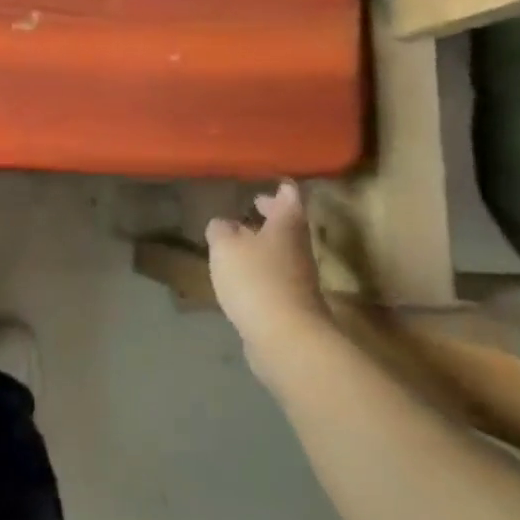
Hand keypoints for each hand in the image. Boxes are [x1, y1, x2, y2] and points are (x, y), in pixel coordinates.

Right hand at [206, 182, 328, 354]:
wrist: (285, 338)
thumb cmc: (256, 280)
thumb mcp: (225, 246)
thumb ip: (221, 230)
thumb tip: (222, 224)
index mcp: (286, 226)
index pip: (290, 197)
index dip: (282, 188)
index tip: (273, 181)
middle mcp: (298, 248)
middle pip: (289, 225)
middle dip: (272, 215)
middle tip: (254, 205)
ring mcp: (298, 279)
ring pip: (282, 251)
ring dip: (264, 244)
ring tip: (239, 241)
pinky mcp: (291, 305)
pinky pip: (275, 278)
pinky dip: (260, 270)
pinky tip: (241, 276)